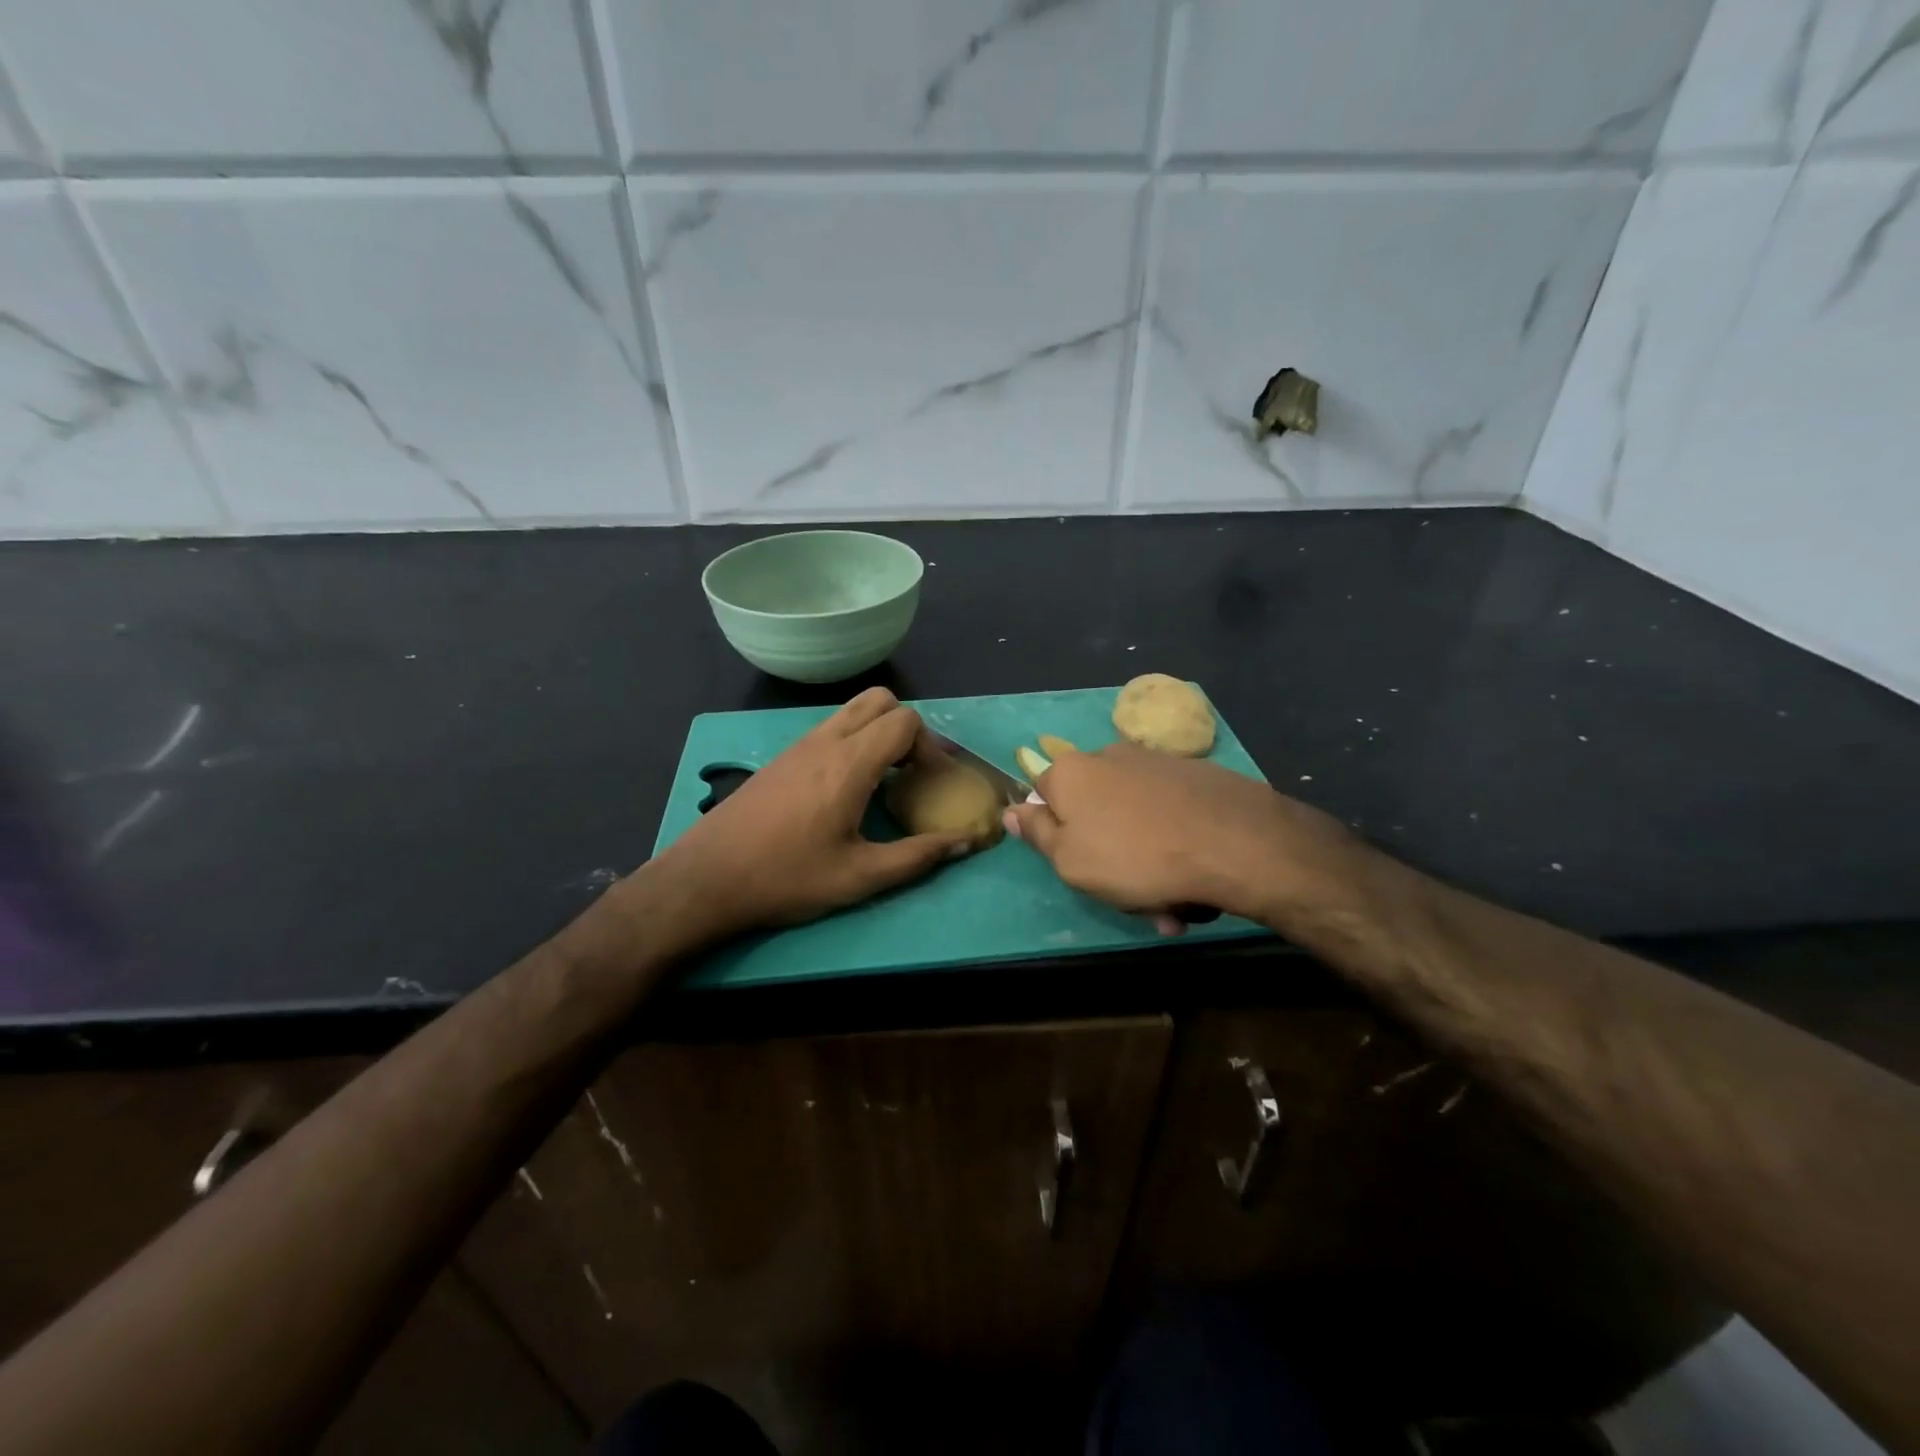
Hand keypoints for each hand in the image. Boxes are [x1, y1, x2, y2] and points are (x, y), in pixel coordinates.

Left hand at [638, 688, 971, 944]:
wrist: (706, 879)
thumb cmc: (785, 878)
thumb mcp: (859, 877)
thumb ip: (917, 857)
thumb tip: (965, 840)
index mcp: (849, 764)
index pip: (904, 721)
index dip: (930, 746)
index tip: (932, 783)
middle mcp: (825, 742)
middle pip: (880, 700)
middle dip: (907, 728)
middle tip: (912, 771)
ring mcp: (799, 745)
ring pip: (852, 710)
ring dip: (878, 731)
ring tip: (885, 778)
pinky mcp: (781, 757)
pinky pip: (830, 728)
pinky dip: (853, 740)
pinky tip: (848, 788)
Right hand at [1004, 743, 1370, 930]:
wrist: (1233, 842)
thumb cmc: (1134, 857)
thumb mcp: (1069, 860)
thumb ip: (1037, 834)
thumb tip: (1012, 810)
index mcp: (1070, 773)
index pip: (1043, 798)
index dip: (1056, 837)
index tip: (1080, 872)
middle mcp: (1108, 757)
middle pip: (1094, 813)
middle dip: (1110, 859)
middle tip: (1135, 901)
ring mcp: (1155, 763)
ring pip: (1135, 822)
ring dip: (1146, 865)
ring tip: (1173, 905)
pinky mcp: (1195, 775)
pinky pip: (1169, 818)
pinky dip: (1175, 848)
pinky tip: (1195, 882)